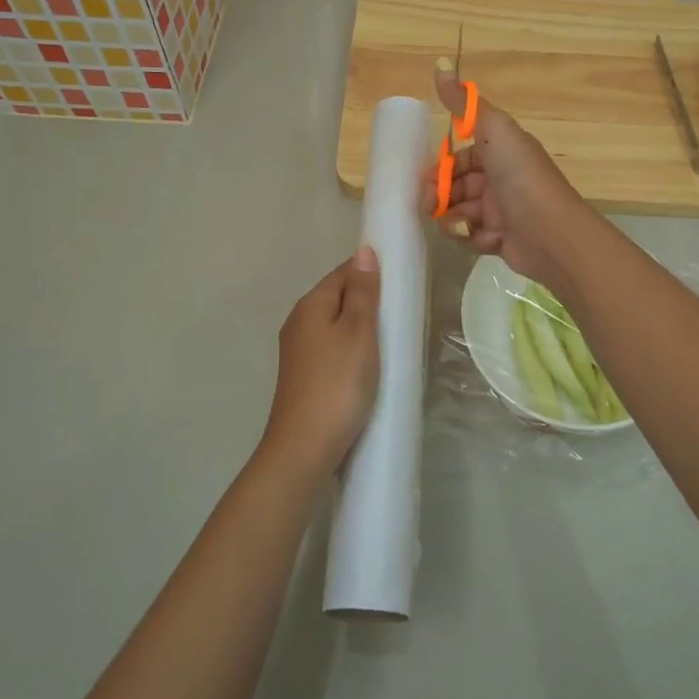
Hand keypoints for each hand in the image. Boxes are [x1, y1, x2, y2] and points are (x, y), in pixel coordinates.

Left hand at [256, 248, 381, 480]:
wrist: (305, 447)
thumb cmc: (338, 384)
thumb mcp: (358, 332)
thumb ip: (362, 292)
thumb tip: (364, 252)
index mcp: (310, 305)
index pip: (343, 272)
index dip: (371, 273)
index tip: (400, 284)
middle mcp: (298, 322)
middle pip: (337, 297)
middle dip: (366, 300)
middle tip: (400, 314)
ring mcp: (298, 351)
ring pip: (334, 324)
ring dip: (360, 327)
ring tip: (390, 339)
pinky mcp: (304, 376)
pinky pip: (332, 348)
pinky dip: (351, 349)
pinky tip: (368, 364)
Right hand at [432, 67, 587, 287]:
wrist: (552, 234)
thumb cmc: (522, 178)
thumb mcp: (494, 130)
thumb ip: (464, 103)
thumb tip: (441, 63)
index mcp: (502, 152)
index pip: (462, 157)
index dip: (442, 167)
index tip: (427, 178)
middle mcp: (502, 178)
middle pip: (456, 186)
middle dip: (439, 196)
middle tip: (430, 206)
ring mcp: (502, 210)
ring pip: (460, 212)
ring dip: (453, 219)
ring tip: (461, 225)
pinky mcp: (501, 239)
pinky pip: (472, 236)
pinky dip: (471, 237)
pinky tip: (482, 238)